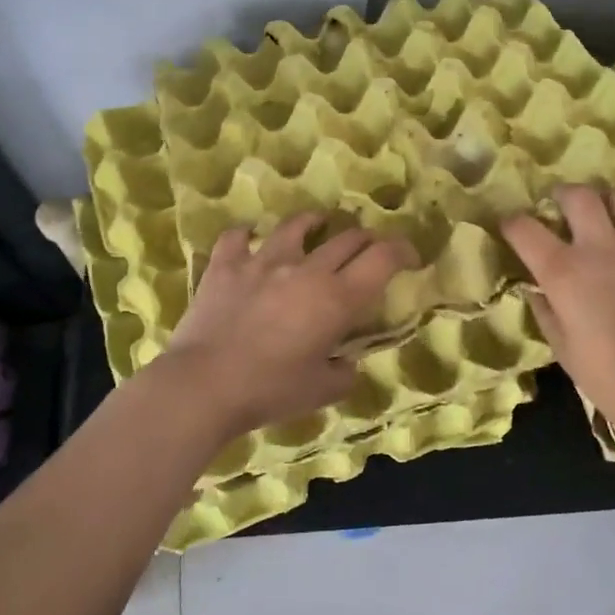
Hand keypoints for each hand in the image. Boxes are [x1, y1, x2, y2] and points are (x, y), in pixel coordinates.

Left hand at [162, 212, 416, 436]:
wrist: (204, 385)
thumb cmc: (270, 391)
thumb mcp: (321, 392)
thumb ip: (344, 373)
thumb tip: (346, 363)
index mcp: (337, 298)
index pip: (383, 258)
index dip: (402, 250)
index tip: (409, 257)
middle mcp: (306, 269)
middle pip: (347, 238)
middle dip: (366, 239)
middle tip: (369, 248)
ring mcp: (263, 261)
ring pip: (296, 225)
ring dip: (314, 222)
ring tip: (318, 222)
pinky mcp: (226, 265)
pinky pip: (238, 237)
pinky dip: (247, 235)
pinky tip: (249, 237)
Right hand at [502, 185, 614, 447]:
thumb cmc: (605, 377)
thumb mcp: (560, 346)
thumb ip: (543, 307)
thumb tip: (534, 285)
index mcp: (563, 271)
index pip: (525, 229)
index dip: (512, 223)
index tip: (512, 227)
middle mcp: (601, 248)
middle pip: (578, 196)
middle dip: (564, 195)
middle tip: (563, 205)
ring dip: (610, 201)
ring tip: (608, 211)